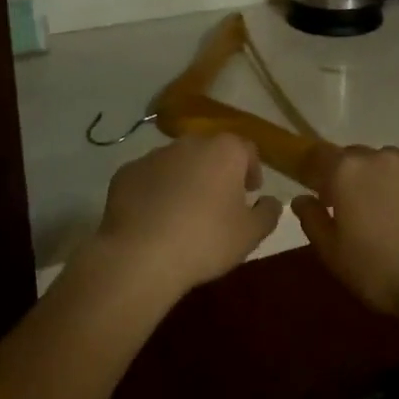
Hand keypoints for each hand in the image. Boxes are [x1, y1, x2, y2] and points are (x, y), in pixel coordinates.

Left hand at [91, 133, 281, 300]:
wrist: (141, 255)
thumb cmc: (206, 240)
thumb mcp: (250, 234)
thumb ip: (268, 213)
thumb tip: (271, 201)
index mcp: (225, 150)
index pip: (247, 149)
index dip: (252, 169)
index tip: (250, 192)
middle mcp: (190, 143)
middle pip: (210, 152)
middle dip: (217, 172)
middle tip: (219, 203)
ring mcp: (154, 155)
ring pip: (178, 163)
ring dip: (185, 180)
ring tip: (184, 213)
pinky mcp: (126, 172)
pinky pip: (149, 178)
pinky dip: (155, 191)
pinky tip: (155, 219)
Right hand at [291, 146, 398, 318]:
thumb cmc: (381, 270)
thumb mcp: (334, 255)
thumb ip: (313, 221)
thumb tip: (301, 200)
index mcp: (346, 172)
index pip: (318, 155)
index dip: (311, 168)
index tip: (310, 186)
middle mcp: (379, 159)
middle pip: (353, 156)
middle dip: (345, 174)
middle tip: (345, 206)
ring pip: (386, 163)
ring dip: (377, 179)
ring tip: (381, 212)